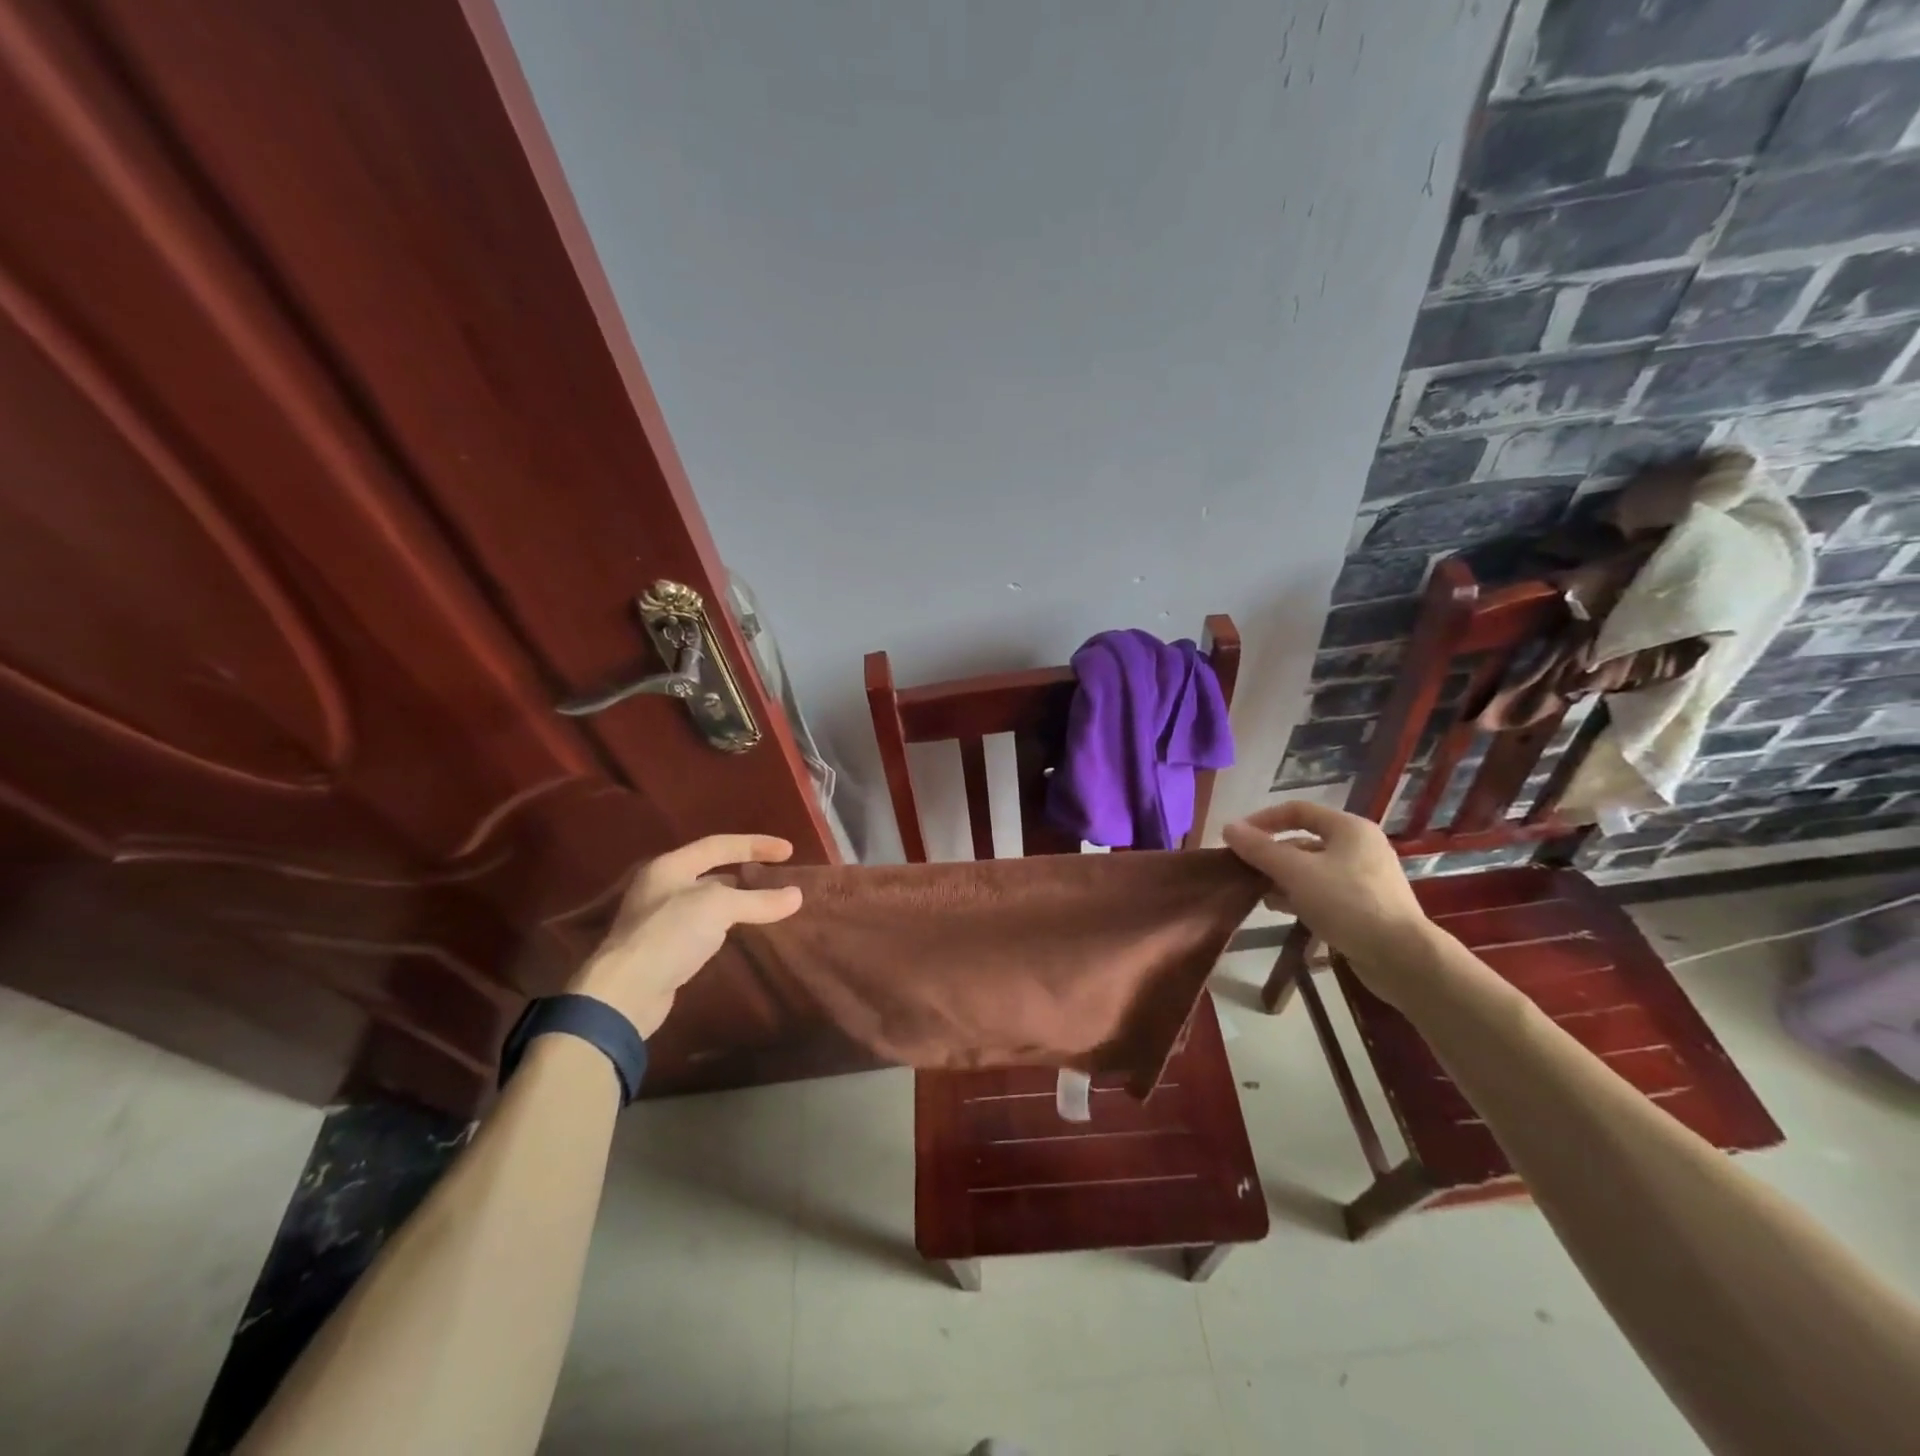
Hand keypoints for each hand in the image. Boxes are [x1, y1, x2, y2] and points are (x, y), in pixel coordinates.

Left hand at [569, 835, 803, 1037]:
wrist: (626, 993)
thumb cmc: (670, 934)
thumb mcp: (718, 907)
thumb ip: (758, 900)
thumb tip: (796, 896)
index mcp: (670, 866)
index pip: (719, 845)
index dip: (755, 844)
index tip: (789, 851)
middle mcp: (662, 886)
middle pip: (711, 871)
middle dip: (746, 871)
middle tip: (777, 876)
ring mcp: (660, 918)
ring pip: (708, 900)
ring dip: (736, 900)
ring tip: (766, 904)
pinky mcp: (664, 948)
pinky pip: (703, 926)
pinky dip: (726, 924)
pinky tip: (740, 933)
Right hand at [1222, 802, 1432, 985]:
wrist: (1402, 958)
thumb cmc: (1347, 903)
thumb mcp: (1296, 872)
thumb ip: (1260, 849)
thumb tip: (1228, 828)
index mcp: (1348, 828)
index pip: (1297, 810)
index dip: (1263, 820)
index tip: (1236, 838)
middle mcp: (1359, 846)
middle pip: (1303, 840)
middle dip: (1271, 854)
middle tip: (1243, 869)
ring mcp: (1364, 877)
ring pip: (1311, 868)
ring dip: (1282, 877)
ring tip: (1257, 893)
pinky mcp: (1365, 905)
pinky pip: (1323, 891)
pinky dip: (1299, 895)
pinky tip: (1280, 909)